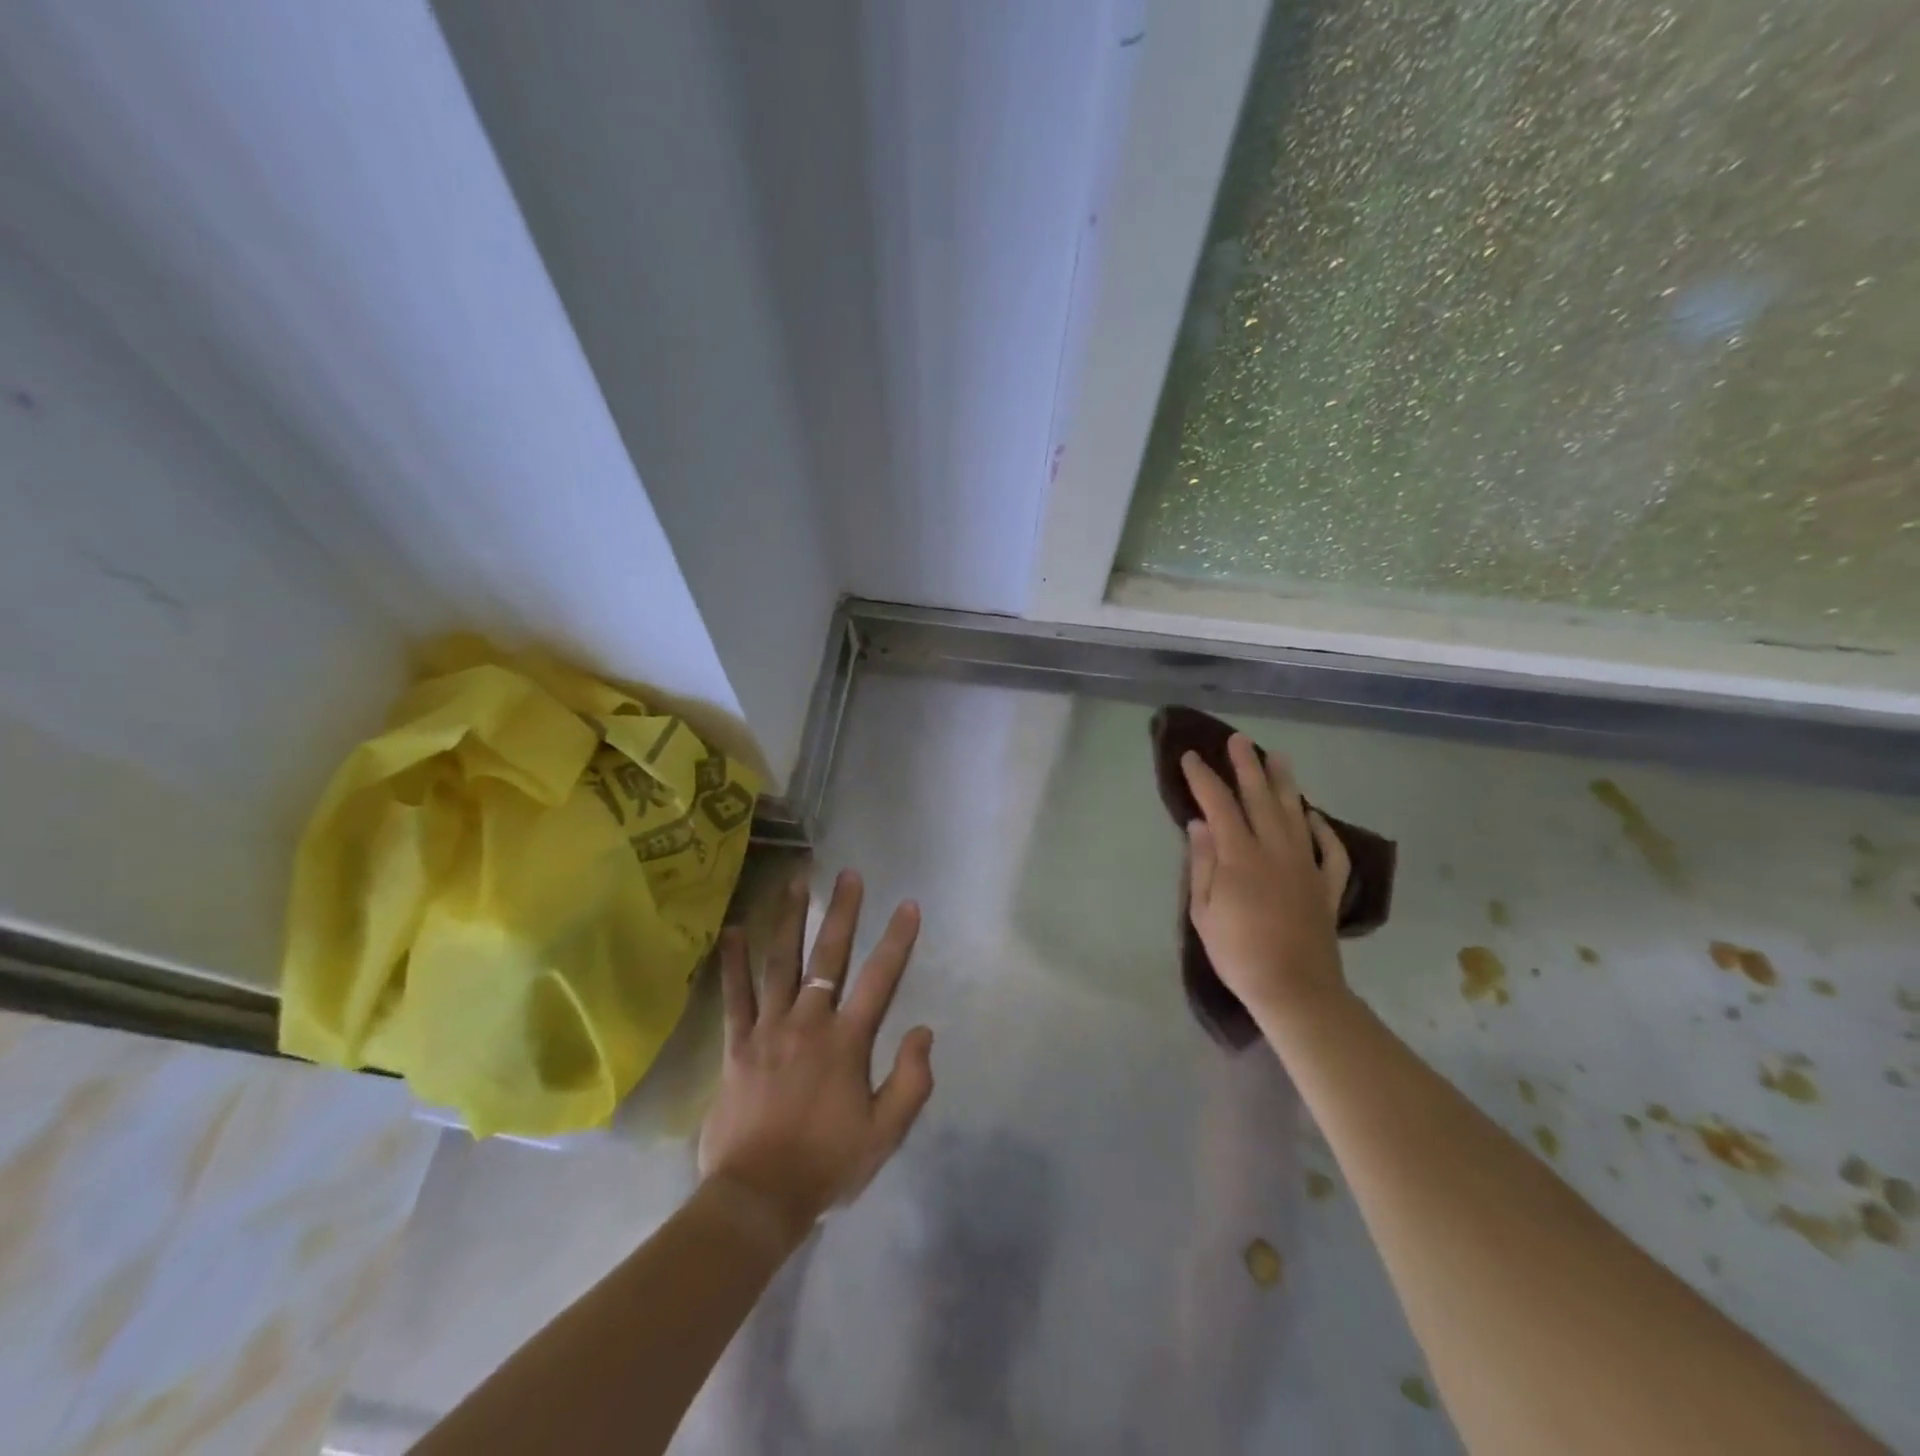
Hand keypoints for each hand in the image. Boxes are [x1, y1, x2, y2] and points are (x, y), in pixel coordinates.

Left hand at [698, 870, 934, 1245]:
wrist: (758, 1198)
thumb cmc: (827, 1164)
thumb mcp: (885, 1133)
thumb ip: (911, 1081)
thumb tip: (923, 1030)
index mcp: (847, 1042)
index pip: (880, 979)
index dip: (897, 940)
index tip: (909, 905)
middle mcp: (808, 1022)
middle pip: (828, 957)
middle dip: (842, 912)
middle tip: (848, 874)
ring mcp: (768, 1030)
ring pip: (780, 963)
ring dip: (789, 920)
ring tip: (795, 883)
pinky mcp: (737, 1045)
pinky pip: (734, 997)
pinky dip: (732, 964)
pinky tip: (730, 932)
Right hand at [1182, 734, 1352, 1024]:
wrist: (1295, 990)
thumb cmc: (1238, 953)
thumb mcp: (1204, 911)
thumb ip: (1202, 863)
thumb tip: (1198, 824)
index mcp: (1240, 856)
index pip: (1218, 804)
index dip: (1203, 778)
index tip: (1191, 757)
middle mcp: (1276, 850)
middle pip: (1260, 798)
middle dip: (1247, 766)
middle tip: (1239, 739)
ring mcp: (1306, 866)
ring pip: (1297, 814)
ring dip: (1285, 783)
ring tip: (1278, 757)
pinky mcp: (1327, 886)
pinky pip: (1331, 850)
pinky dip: (1324, 829)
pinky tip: (1314, 816)